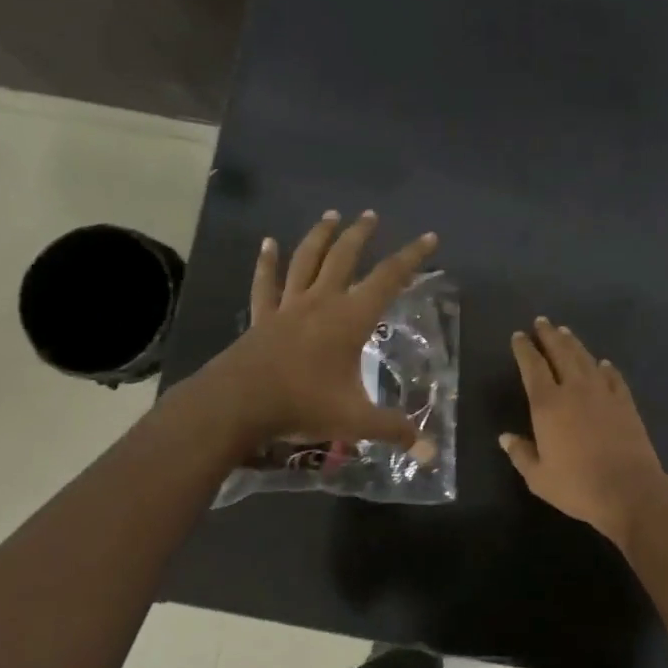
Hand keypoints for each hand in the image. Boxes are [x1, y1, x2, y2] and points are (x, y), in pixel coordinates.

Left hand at [192, 210, 437, 450]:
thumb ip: (393, 430)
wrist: (237, 404)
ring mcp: (288, 307)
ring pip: (306, 260)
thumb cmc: (302, 405)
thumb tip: (429, 451)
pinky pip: (266, 283)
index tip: (430, 237)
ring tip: (331, 216)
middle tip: (371, 216)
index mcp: (350, 318)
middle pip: (344, 257)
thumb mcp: (355, 420)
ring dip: (320, 236)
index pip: (389, 278)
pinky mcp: (262, 318)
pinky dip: (267, 262)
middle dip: (361, 234)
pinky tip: (268, 243)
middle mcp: (321, 302)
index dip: (412, 257)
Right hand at [501, 317, 667, 548]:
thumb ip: (521, 454)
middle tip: (542, 322)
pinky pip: (614, 377)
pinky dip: (605, 367)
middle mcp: (574, 389)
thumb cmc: (577, 486)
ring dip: (574, 344)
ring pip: (586, 359)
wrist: (629, 490)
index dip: (524, 349)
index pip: (532, 367)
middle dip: (549, 335)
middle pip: (560, 353)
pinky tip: (603, 363)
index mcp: (548, 404)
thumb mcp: (539, 477)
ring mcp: (603, 393)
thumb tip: (505, 437)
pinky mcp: (625, 402)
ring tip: (565, 332)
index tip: (519, 336)